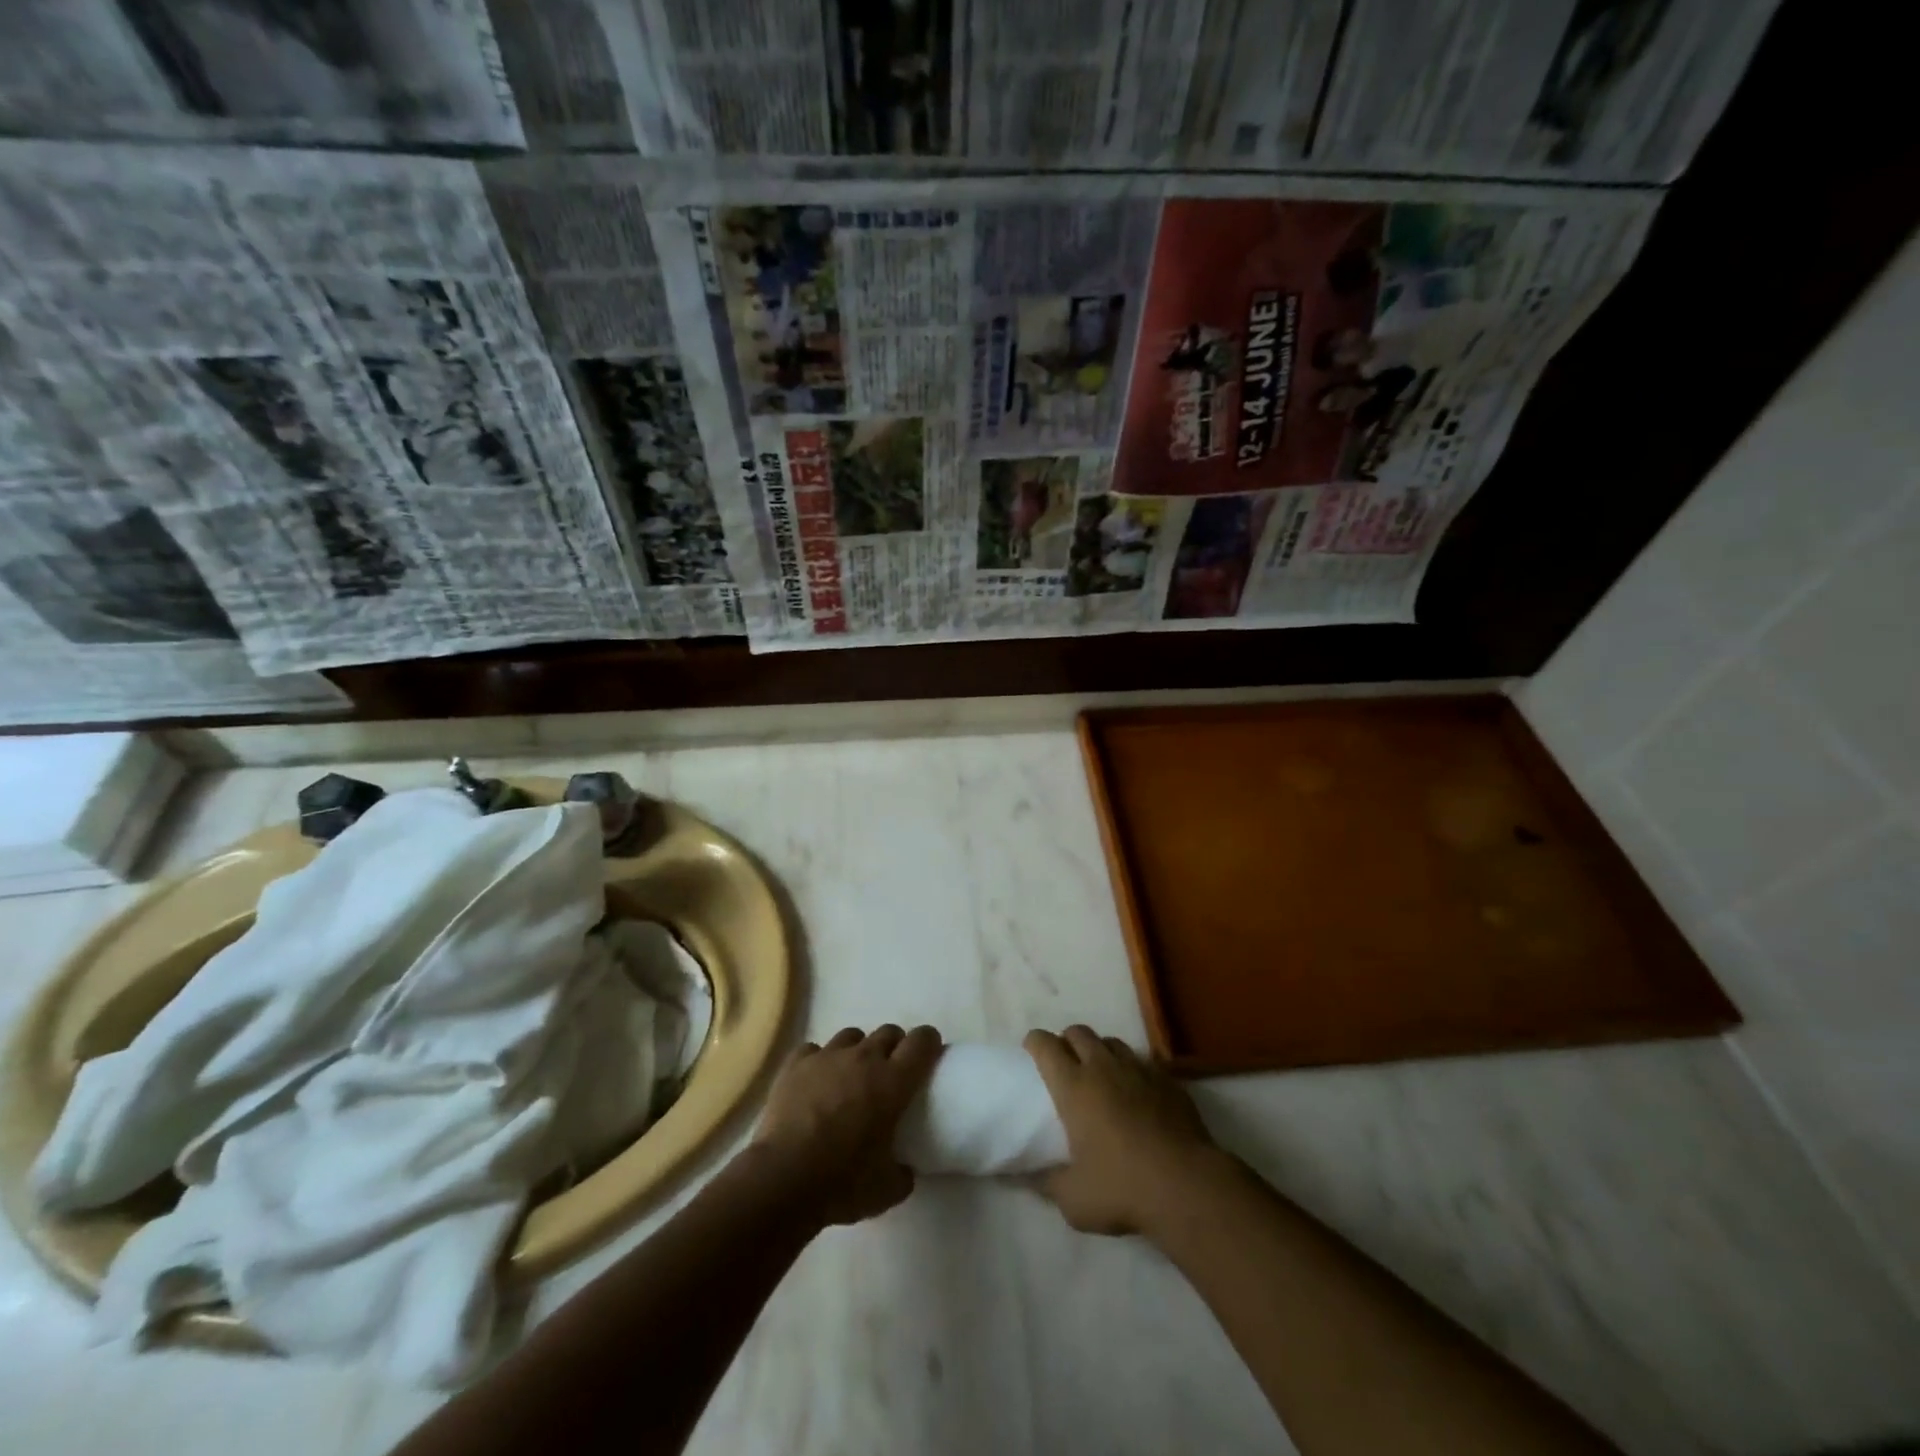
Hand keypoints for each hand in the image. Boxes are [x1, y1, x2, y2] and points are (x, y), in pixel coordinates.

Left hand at [750, 1024, 941, 1226]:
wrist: (783, 1179)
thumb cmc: (843, 1183)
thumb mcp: (888, 1190)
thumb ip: (903, 1172)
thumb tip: (905, 1168)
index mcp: (893, 1082)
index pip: (922, 1041)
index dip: (929, 1043)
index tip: (930, 1055)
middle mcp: (864, 1058)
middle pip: (888, 1032)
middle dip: (894, 1047)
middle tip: (890, 1073)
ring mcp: (827, 1057)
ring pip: (852, 1036)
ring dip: (857, 1051)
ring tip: (850, 1077)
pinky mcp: (796, 1064)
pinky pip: (813, 1050)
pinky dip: (818, 1062)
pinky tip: (814, 1082)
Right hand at [1024, 1026, 1226, 1237]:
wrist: (1187, 1187)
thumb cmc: (1122, 1189)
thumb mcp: (1074, 1199)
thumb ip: (1046, 1183)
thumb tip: (1024, 1178)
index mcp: (1074, 1087)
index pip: (1046, 1045)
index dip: (1034, 1042)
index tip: (1031, 1051)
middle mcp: (1103, 1068)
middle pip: (1078, 1032)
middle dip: (1067, 1041)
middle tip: (1065, 1064)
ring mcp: (1139, 1070)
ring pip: (1112, 1042)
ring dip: (1100, 1051)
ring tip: (1101, 1074)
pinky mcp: (1168, 1080)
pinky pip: (1143, 1061)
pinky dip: (1132, 1069)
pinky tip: (1136, 1092)